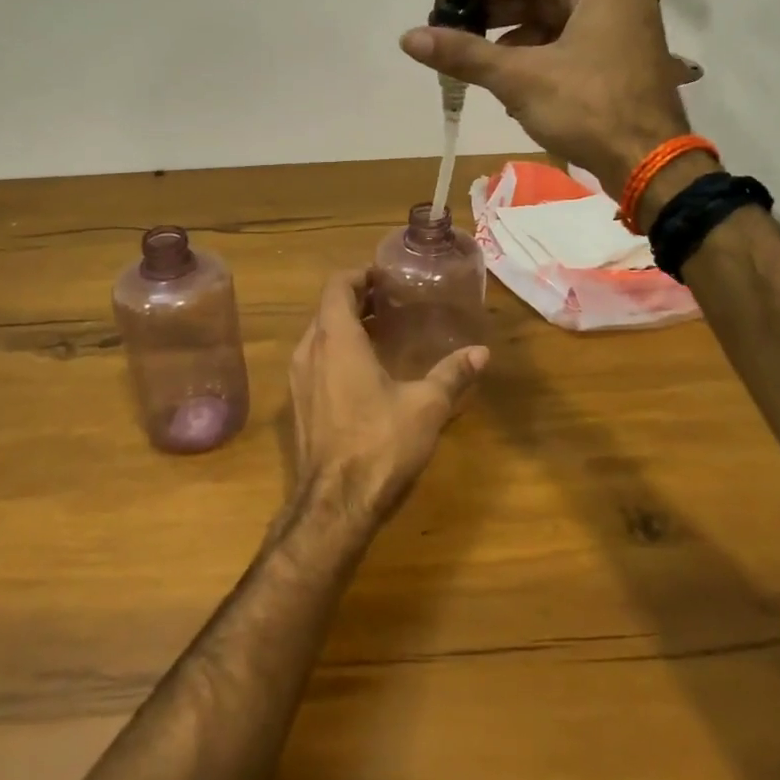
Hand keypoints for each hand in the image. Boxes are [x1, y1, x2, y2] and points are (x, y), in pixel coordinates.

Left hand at [286, 271, 488, 525]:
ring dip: (346, 327)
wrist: (334, 505)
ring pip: (319, 336)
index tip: (385, 277)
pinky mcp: (298, 404)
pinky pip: (316, 361)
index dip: (359, 275)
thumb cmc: (380, 443)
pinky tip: (366, 371)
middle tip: (392, 302)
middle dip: (357, 299)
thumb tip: (481, 353)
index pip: (337, 286)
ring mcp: (298, 379)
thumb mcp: (426, 406)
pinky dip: (337, 352)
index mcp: (336, 339)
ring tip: (384, 332)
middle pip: (327, 309)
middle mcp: (309, 351)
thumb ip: (452, 374)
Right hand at [400, 0, 692, 198]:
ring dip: (510, 41)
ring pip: (550, 22)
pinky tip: (506, 82)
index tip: (439, 1)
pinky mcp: (616, 59)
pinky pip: (566, 45)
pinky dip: (534, 59)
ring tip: (470, 60)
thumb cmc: (588, 108)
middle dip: (492, 15)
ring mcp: (618, 28)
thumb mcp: (520, 78)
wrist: (649, 164)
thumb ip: (465, 54)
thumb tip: (408, 37)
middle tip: (447, 30)